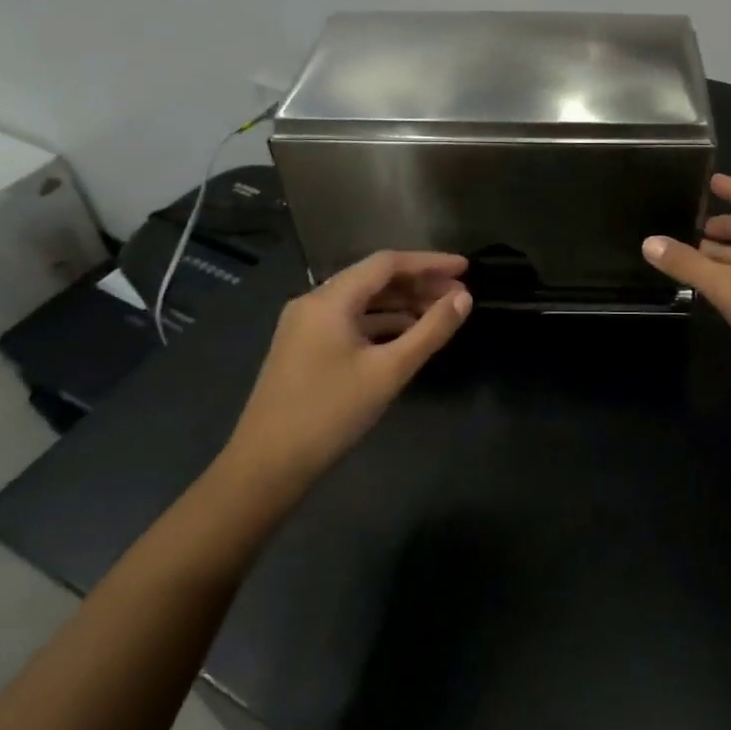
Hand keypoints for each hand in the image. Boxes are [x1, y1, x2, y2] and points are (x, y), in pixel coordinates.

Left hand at [225, 251, 471, 488]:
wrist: (266, 466)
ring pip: (362, 302)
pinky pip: (349, 322)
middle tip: (459, 296)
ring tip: (440, 315)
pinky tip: (407, 336)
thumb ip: (430, 331)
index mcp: (329, 300)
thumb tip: (464, 299)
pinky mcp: (304, 348)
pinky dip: (381, 323)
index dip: (429, 263)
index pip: (386, 263)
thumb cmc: (330, 414)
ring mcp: (305, 326)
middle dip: (418, 284)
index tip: (464, 268)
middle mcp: (314, 302)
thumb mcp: (388, 372)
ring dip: (401, 304)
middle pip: (373, 279)